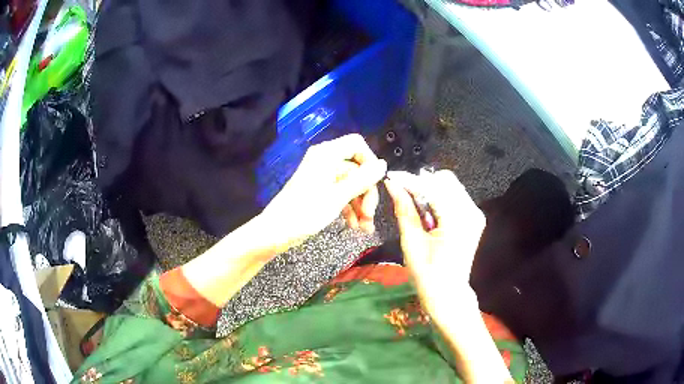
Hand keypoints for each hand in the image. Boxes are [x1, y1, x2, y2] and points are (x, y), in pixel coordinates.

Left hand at [261, 134, 386, 250]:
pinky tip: (354, 226)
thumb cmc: (305, 213)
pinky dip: (349, 208)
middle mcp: (325, 161)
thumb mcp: (338, 197)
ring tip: (364, 227)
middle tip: (370, 215)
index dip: (369, 161)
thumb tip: (383, 164)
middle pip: (356, 169)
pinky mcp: (320, 190)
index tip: (377, 182)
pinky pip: (341, 193)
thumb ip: (362, 179)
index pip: (357, 144)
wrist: (276, 232)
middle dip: (366, 193)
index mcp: (327, 154)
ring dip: (360, 205)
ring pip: (350, 184)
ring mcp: (322, 176)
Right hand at [384, 170, 484, 314]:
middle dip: (422, 183)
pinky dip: (440, 197)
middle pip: (445, 180)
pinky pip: (455, 196)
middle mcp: (471, 212)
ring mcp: (475, 214)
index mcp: (457, 219)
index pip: (432, 187)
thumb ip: (404, 209)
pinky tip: (428, 212)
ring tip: (415, 205)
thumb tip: (392, 184)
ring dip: (431, 189)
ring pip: (451, 186)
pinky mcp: (474, 218)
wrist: (448, 293)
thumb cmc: (427, 274)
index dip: (410, 181)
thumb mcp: (411, 242)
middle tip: (403, 194)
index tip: (391, 178)